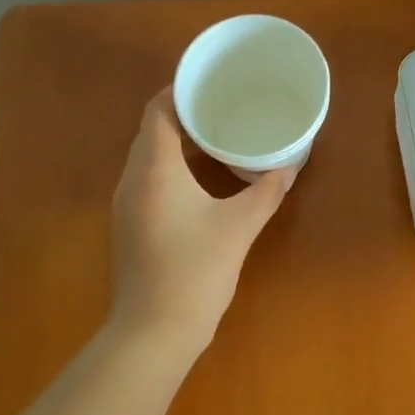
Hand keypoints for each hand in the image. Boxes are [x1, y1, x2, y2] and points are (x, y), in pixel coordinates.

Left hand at [109, 90, 294, 352]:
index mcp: (154, 169)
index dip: (180, 90)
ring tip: (217, 136)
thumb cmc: (195, 272)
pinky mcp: (129, 224)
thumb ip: (266, 192)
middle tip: (223, 107)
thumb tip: (288, 167)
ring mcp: (126, 203)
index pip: (158, 110)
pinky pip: (148, 178)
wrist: (153, 332)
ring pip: (148, 156)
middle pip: (151, 130)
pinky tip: (201, 179)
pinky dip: (172, 167)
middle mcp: (132, 179)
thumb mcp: (239, 228)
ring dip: (178, 142)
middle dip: (184, 114)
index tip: (211, 83)